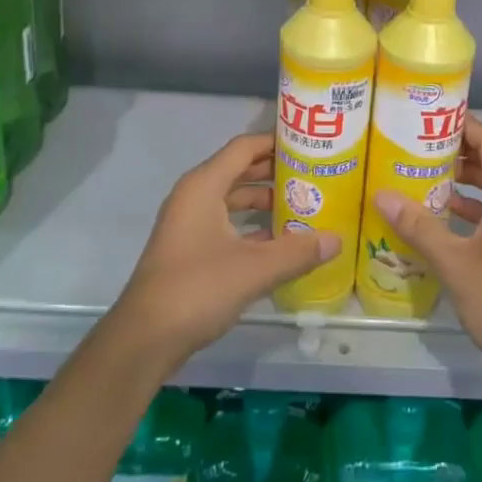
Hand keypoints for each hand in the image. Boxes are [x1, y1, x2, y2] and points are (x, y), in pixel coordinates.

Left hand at [111, 133, 339, 368]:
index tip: (309, 144)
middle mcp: (194, 195)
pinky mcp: (188, 248)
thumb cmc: (197, 289)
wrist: (144, 339)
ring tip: (302, 206)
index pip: (244, 147)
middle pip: (239, 170)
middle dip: (275, 172)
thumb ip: (297, 251)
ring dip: (264, 201)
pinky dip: (250, 225)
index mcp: (204, 185)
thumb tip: (337, 240)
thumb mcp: (254, 269)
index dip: (276, 142)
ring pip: (232, 198)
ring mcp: (188, 223)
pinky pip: (225, 222)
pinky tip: (279, 242)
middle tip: (313, 174)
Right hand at [373, 116, 481, 380]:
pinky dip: (475, 205)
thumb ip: (419, 226)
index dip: (467, 125)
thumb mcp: (453, 263)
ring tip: (428, 175)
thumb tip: (382, 195)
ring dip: (469, 178)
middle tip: (423, 144)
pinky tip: (444, 217)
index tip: (433, 118)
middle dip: (463, 148)